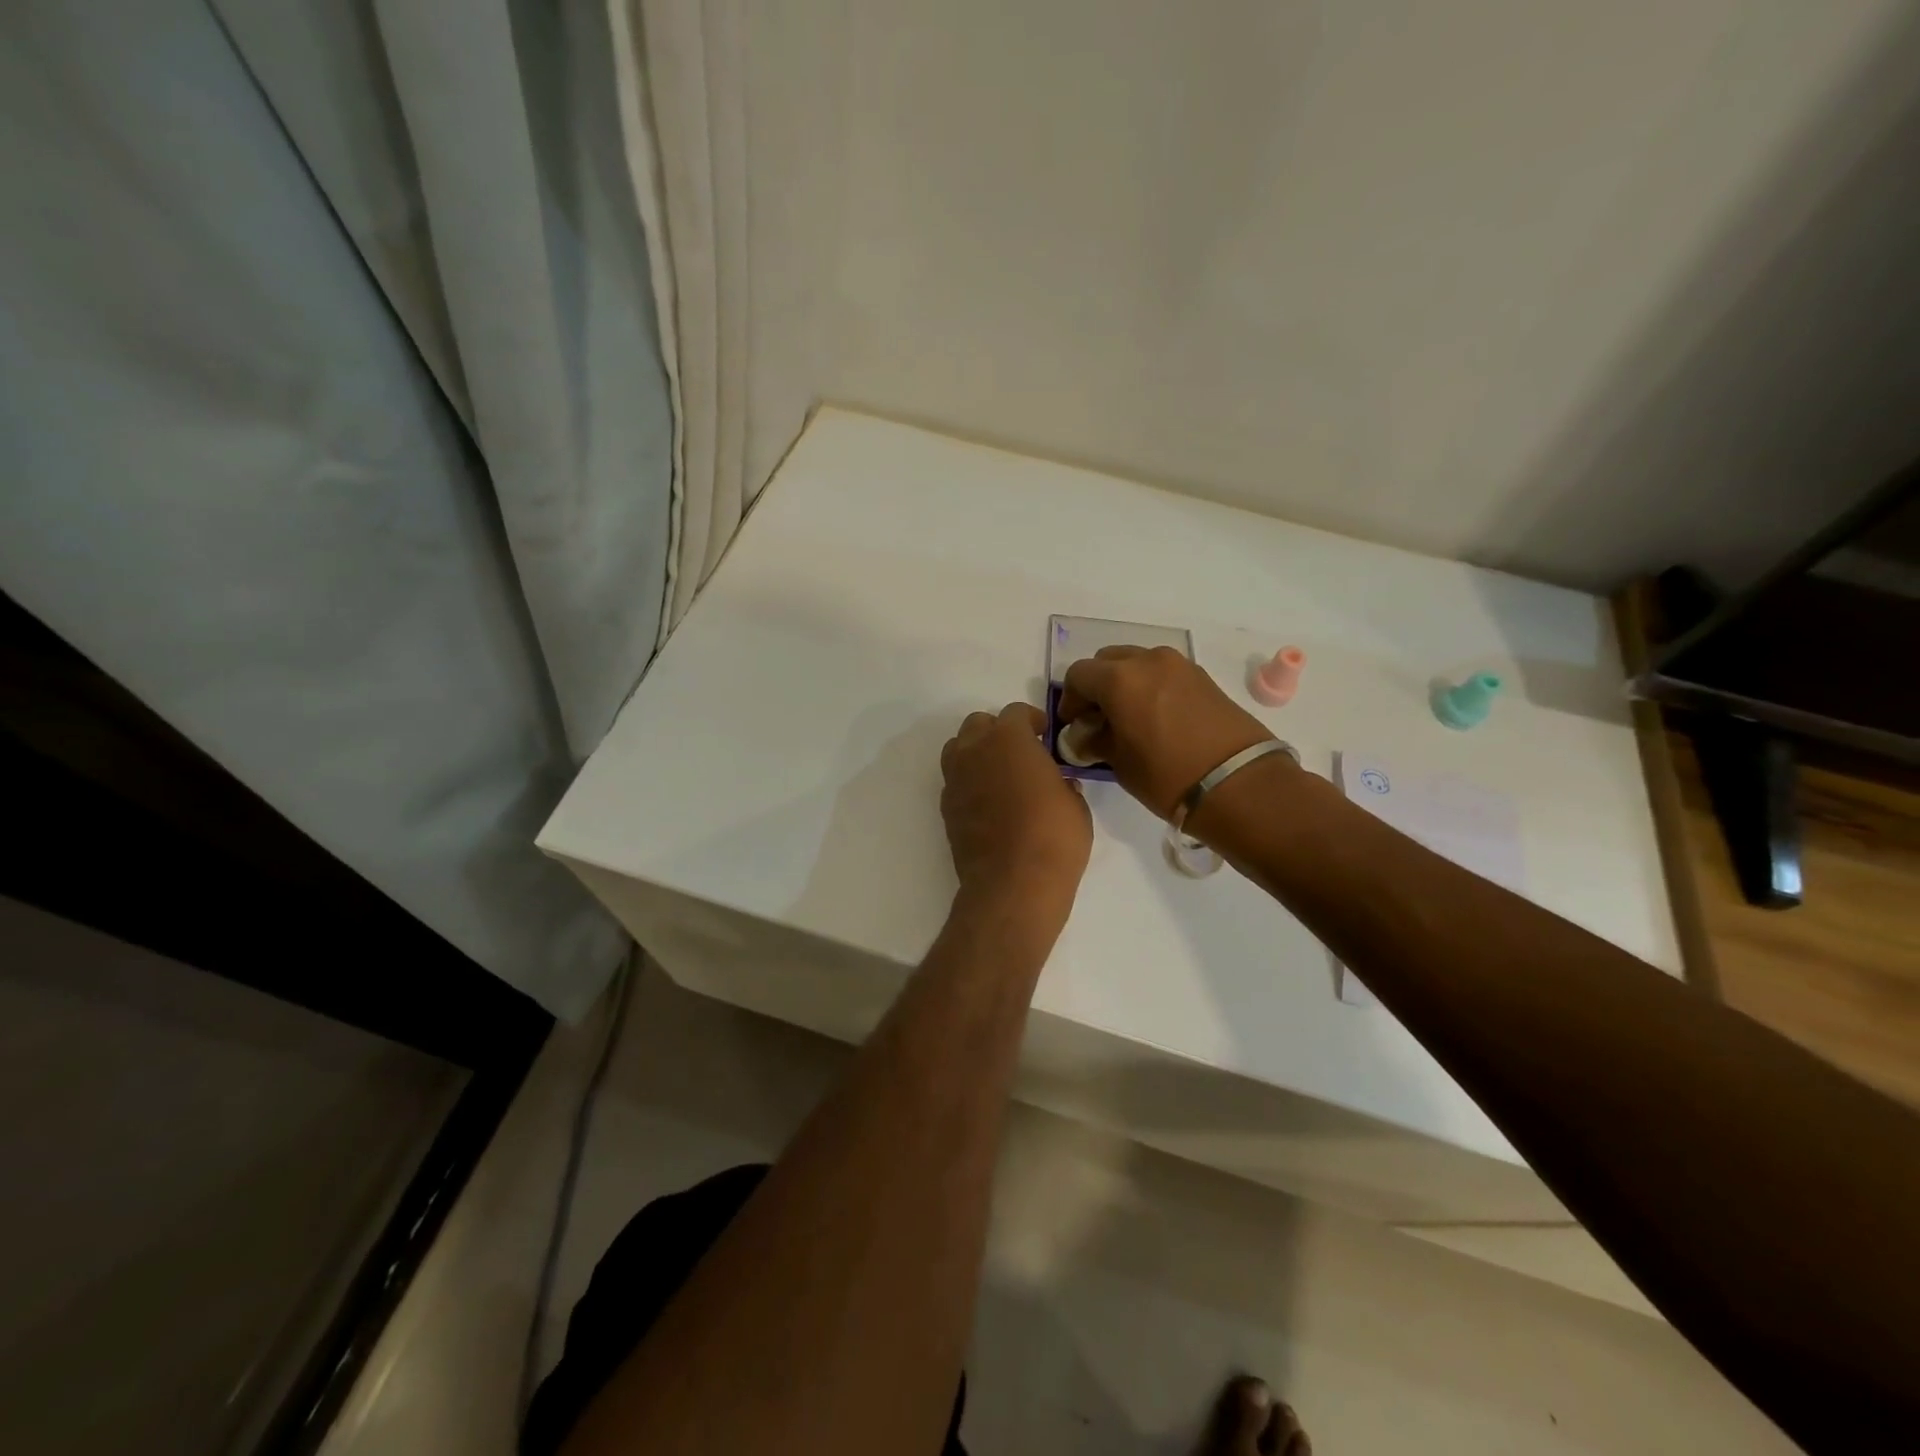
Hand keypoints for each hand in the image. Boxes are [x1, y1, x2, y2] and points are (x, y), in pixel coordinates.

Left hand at [940, 703, 1091, 927]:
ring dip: (977, 752)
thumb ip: (1063, 783)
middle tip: (1021, 752)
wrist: (1012, 885)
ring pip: (959, 748)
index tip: (1045, 735)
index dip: (1033, 720)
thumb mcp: (1075, 805)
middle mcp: (975, 751)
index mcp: (1009, 739)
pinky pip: (955, 780)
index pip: (1016, 712)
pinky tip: (988, 803)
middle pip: (978, 724)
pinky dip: (969, 781)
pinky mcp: (946, 807)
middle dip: (999, 731)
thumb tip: (1059, 783)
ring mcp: (955, 779)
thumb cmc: (1054, 838)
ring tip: (999, 773)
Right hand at [1056, 646, 1274, 818]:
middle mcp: (1147, 660)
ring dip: (1125, 683)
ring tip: (1128, 717)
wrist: (1239, 784)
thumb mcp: (1120, 763)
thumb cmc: (1167, 776)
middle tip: (1098, 718)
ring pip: (1137, 662)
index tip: (1073, 724)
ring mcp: (1179, 665)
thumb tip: (1084, 735)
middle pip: (1107, 661)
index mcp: (1119, 679)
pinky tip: (1155, 717)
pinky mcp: (1202, 677)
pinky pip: (1163, 672)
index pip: (1078, 675)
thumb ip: (1096, 740)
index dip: (1070, 700)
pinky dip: (1150, 686)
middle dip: (1097, 685)